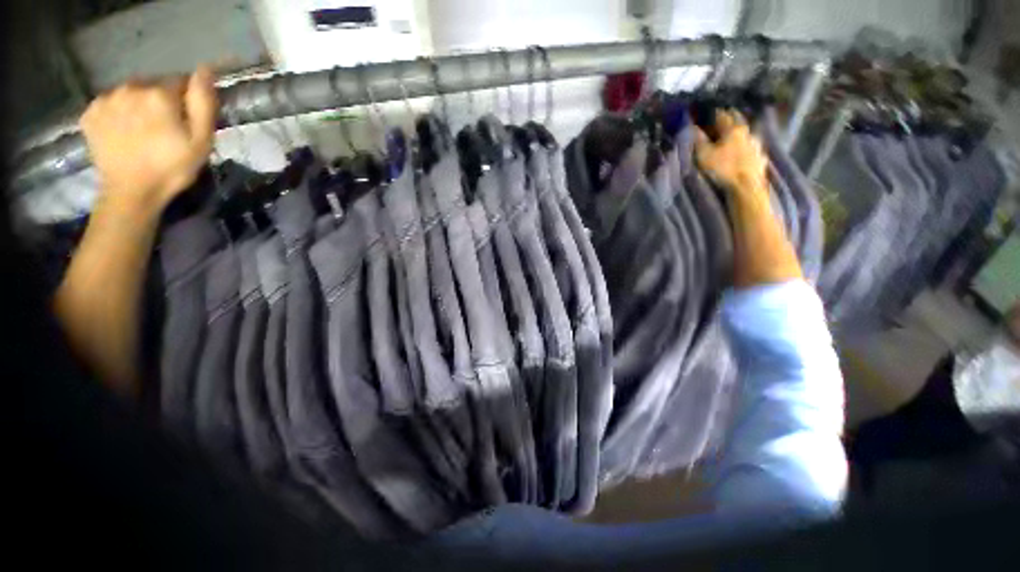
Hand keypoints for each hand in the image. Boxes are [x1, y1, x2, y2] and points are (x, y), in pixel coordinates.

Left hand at [79, 66, 217, 211]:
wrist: (130, 193)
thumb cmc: (172, 168)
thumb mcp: (201, 140)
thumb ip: (203, 102)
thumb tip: (205, 70)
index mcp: (159, 94)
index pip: (179, 81)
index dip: (186, 100)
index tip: (187, 120)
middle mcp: (130, 88)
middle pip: (152, 85)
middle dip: (161, 100)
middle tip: (165, 128)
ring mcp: (106, 100)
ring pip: (130, 93)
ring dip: (138, 105)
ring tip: (142, 131)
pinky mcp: (90, 113)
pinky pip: (110, 103)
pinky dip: (118, 113)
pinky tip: (123, 132)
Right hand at [694, 109, 767, 192]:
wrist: (747, 186)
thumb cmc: (723, 169)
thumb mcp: (704, 155)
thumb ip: (699, 140)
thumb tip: (693, 127)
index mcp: (733, 129)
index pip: (722, 115)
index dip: (713, 114)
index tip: (706, 114)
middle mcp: (747, 132)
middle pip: (737, 121)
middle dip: (728, 120)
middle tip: (719, 121)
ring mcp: (756, 144)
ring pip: (745, 134)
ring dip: (737, 134)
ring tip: (730, 138)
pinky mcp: (760, 157)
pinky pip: (752, 148)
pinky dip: (745, 147)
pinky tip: (743, 152)